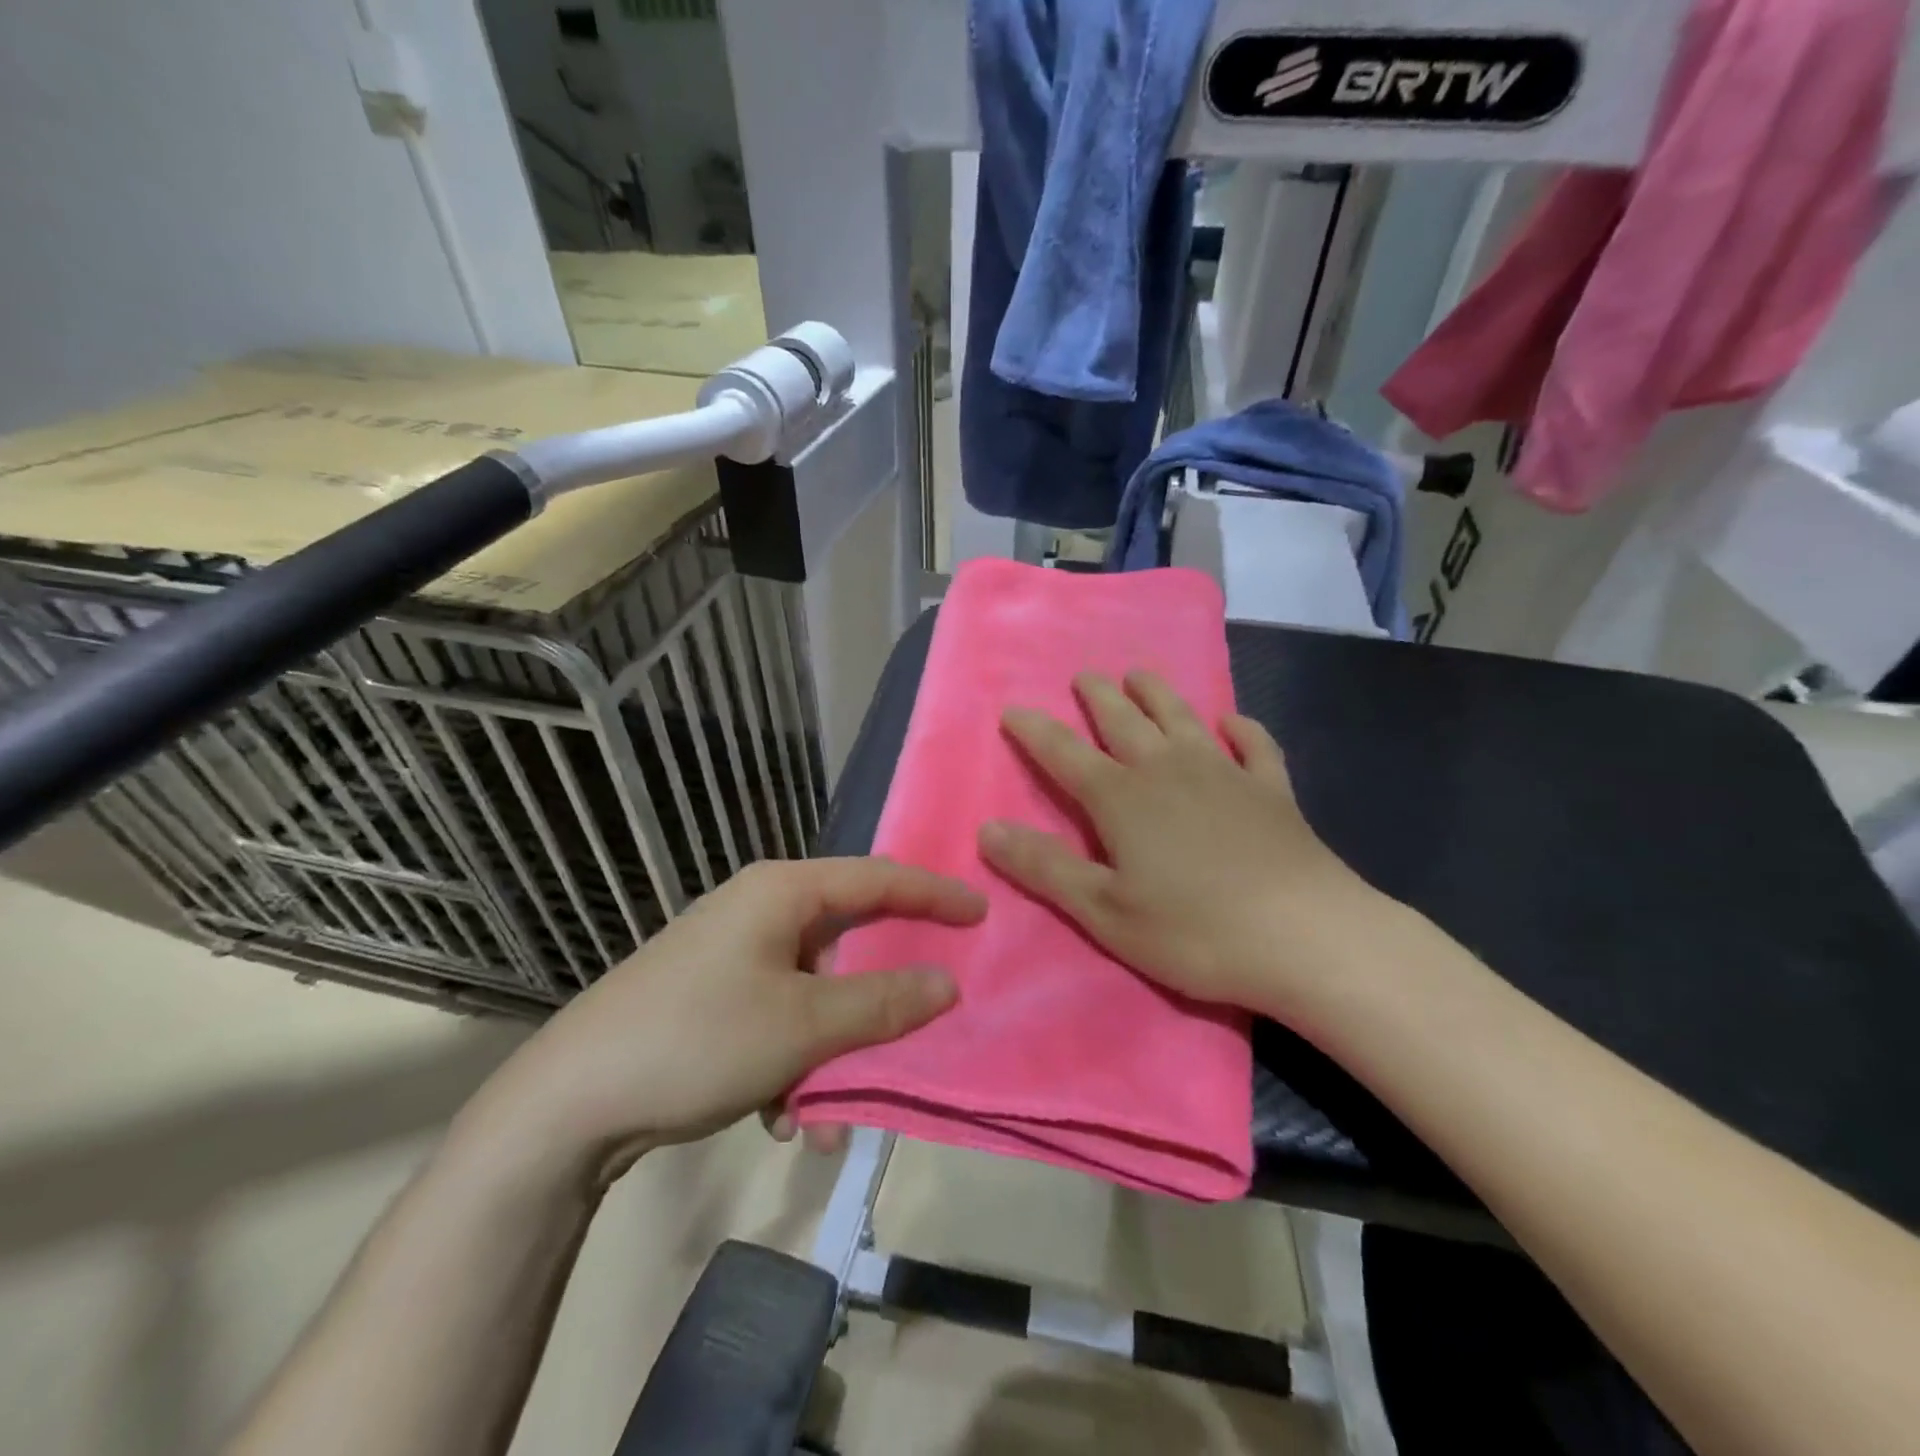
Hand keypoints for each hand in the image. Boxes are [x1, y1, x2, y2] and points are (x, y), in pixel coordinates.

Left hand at [458, 858, 984, 1190]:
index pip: (878, 878)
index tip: (982, 912)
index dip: (933, 895)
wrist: (568, 1104)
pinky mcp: (714, 997)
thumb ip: (882, 1003)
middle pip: (847, 940)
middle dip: (878, 998)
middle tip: (922, 1019)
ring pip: (815, 991)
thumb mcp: (803, 1025)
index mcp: (782, 891)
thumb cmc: (698, 1039)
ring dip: (833, 1049)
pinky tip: (781, 1119)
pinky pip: (780, 1017)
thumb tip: (947, 983)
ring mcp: (734, 955)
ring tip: (827, 1114)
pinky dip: (794, 1062)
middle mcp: (760, 910)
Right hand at [978, 670, 1377, 1015]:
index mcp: (1122, 798)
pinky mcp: (1272, 790)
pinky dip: (1241, 728)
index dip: (1034, 731)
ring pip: (1183, 718)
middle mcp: (1168, 770)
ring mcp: (1225, 774)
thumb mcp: (1104, 911)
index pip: (1064, 753)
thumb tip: (987, 829)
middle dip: (1098, 697)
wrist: (1307, 936)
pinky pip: (1254, 746)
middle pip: (1124, 721)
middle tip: (1085, 675)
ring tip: (1139, 675)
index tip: (1012, 709)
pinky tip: (1233, 722)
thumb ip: (1045, 868)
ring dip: (1158, 693)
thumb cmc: (1194, 931)